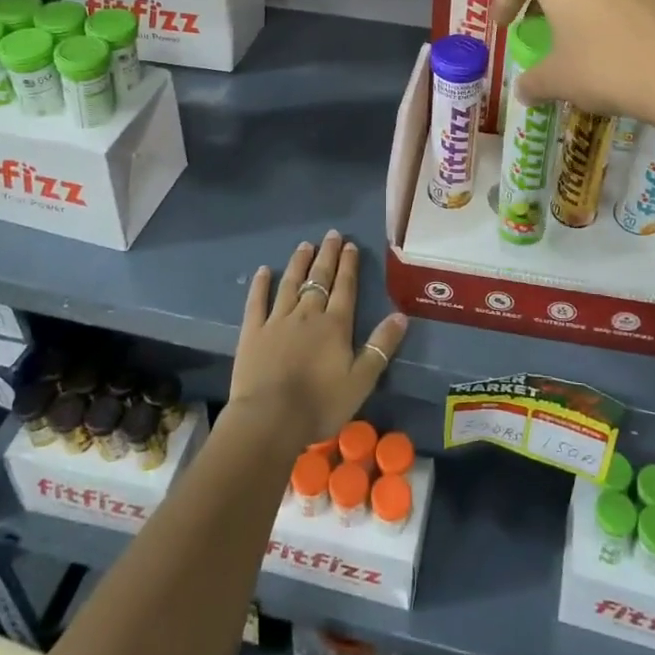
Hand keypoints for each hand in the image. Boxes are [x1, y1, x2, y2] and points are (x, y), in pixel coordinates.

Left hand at [229, 231, 408, 446]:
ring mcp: (277, 320)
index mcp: (335, 325)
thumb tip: (401, 315)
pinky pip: (257, 302)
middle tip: (331, 235)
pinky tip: (263, 271)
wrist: (270, 419)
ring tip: (304, 245)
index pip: (345, 287)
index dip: (348, 265)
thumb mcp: (361, 380)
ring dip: (298, 263)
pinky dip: (260, 285)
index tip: (350, 245)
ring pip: (290, 284)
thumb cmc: (320, 404)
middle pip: (319, 278)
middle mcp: (307, 314)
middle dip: (327, 255)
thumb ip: (381, 346)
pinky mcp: (253, 332)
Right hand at [494, 0, 654, 127]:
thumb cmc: (605, 68)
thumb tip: (524, 91)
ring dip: (576, 3)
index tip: (500, 25)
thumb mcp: (558, 80)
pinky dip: (606, 11)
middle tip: (535, 26)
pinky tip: (611, 40)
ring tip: (574, 33)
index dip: (502, 5)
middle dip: (541, 1)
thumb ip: (533, 81)